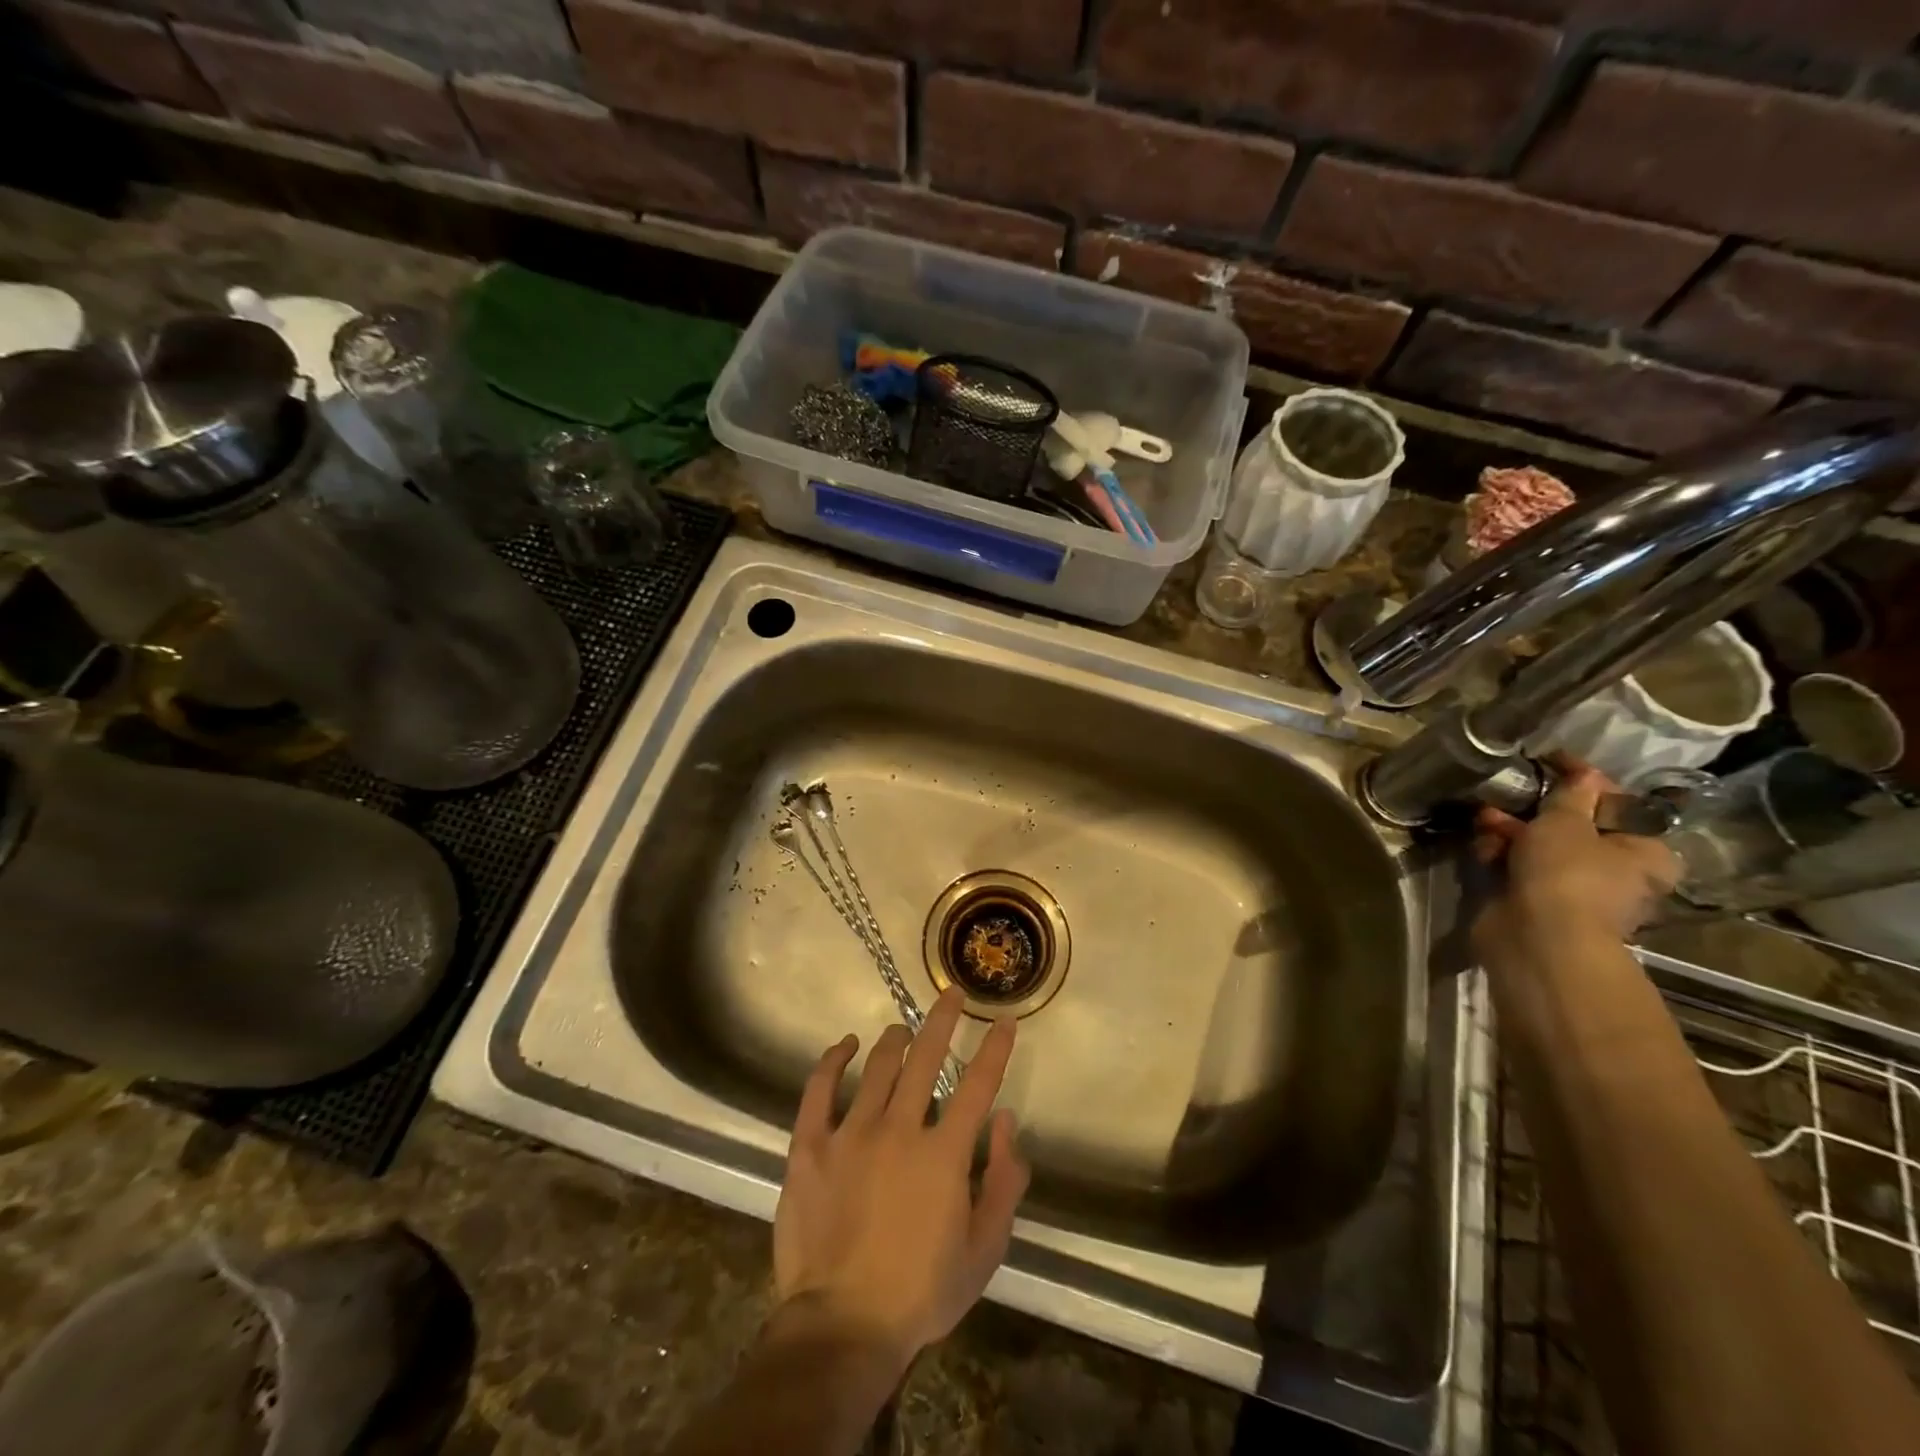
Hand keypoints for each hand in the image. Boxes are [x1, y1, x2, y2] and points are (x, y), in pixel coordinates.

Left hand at [772, 989, 1028, 1377]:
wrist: (843, 1326)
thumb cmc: (921, 1292)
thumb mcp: (984, 1250)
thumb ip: (1004, 1182)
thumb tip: (1007, 1122)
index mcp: (943, 1154)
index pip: (978, 1085)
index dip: (994, 1049)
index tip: (1002, 1020)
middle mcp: (899, 1129)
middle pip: (925, 1058)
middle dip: (943, 1020)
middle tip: (951, 994)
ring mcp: (850, 1133)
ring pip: (877, 1066)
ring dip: (895, 1039)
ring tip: (904, 1029)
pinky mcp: (810, 1146)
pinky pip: (818, 1089)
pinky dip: (832, 1060)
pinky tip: (843, 1044)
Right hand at [1472, 758, 1680, 954]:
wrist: (1536, 938)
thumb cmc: (1567, 873)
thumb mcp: (1568, 822)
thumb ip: (1572, 793)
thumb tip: (1583, 773)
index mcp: (1644, 851)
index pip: (1616, 803)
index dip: (1582, 780)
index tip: (1550, 760)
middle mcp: (1616, 871)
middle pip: (1574, 827)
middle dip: (1536, 809)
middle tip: (1508, 793)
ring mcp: (1573, 888)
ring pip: (1540, 847)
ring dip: (1511, 830)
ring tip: (1484, 819)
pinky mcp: (1536, 901)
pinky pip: (1518, 867)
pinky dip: (1500, 854)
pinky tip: (1483, 846)